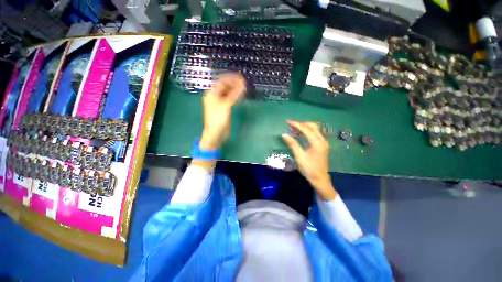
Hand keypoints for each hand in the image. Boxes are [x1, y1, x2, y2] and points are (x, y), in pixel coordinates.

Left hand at [199, 73, 246, 149]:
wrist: (216, 133)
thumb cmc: (219, 118)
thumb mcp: (226, 105)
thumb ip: (234, 94)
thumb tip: (243, 83)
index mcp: (212, 93)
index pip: (222, 82)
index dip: (231, 78)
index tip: (241, 77)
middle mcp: (214, 96)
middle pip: (225, 87)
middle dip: (234, 84)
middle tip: (244, 83)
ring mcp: (219, 103)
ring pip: (228, 93)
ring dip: (235, 90)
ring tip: (244, 88)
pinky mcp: (223, 108)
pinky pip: (229, 99)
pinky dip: (235, 97)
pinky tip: (240, 96)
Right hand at [281, 120, 336, 200]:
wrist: (320, 179)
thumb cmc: (309, 168)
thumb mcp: (299, 156)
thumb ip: (292, 144)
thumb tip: (284, 134)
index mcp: (317, 143)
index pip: (306, 129)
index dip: (296, 124)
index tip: (288, 122)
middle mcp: (322, 140)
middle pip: (313, 126)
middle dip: (301, 124)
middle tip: (291, 125)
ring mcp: (323, 143)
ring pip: (315, 129)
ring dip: (305, 127)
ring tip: (294, 128)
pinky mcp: (322, 145)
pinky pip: (315, 134)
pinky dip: (308, 132)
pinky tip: (301, 134)